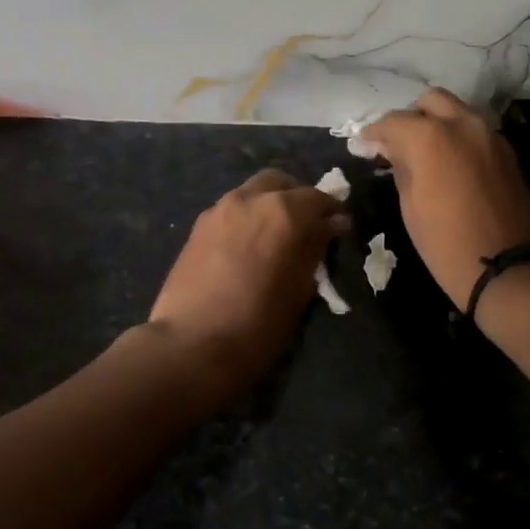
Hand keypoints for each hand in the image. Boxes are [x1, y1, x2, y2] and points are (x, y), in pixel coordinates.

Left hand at [147, 170, 347, 400]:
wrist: (191, 345)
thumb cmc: (259, 323)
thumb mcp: (301, 289)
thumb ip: (316, 248)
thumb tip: (331, 225)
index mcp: (283, 211)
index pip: (318, 198)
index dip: (332, 212)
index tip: (339, 229)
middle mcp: (250, 199)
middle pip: (280, 183)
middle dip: (297, 198)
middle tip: (306, 226)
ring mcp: (219, 209)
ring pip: (252, 192)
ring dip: (269, 205)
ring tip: (275, 237)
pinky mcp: (198, 226)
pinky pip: (231, 210)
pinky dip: (246, 218)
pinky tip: (248, 246)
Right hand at [358, 88, 529, 311]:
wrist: (508, 269)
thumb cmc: (447, 243)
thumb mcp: (411, 207)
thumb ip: (401, 167)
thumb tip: (393, 150)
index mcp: (431, 136)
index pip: (394, 121)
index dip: (375, 132)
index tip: (364, 144)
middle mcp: (463, 124)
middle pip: (430, 101)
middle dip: (411, 117)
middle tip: (397, 143)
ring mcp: (489, 135)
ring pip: (457, 111)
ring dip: (437, 123)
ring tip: (423, 151)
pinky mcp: (506, 152)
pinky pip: (475, 130)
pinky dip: (458, 136)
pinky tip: (448, 161)